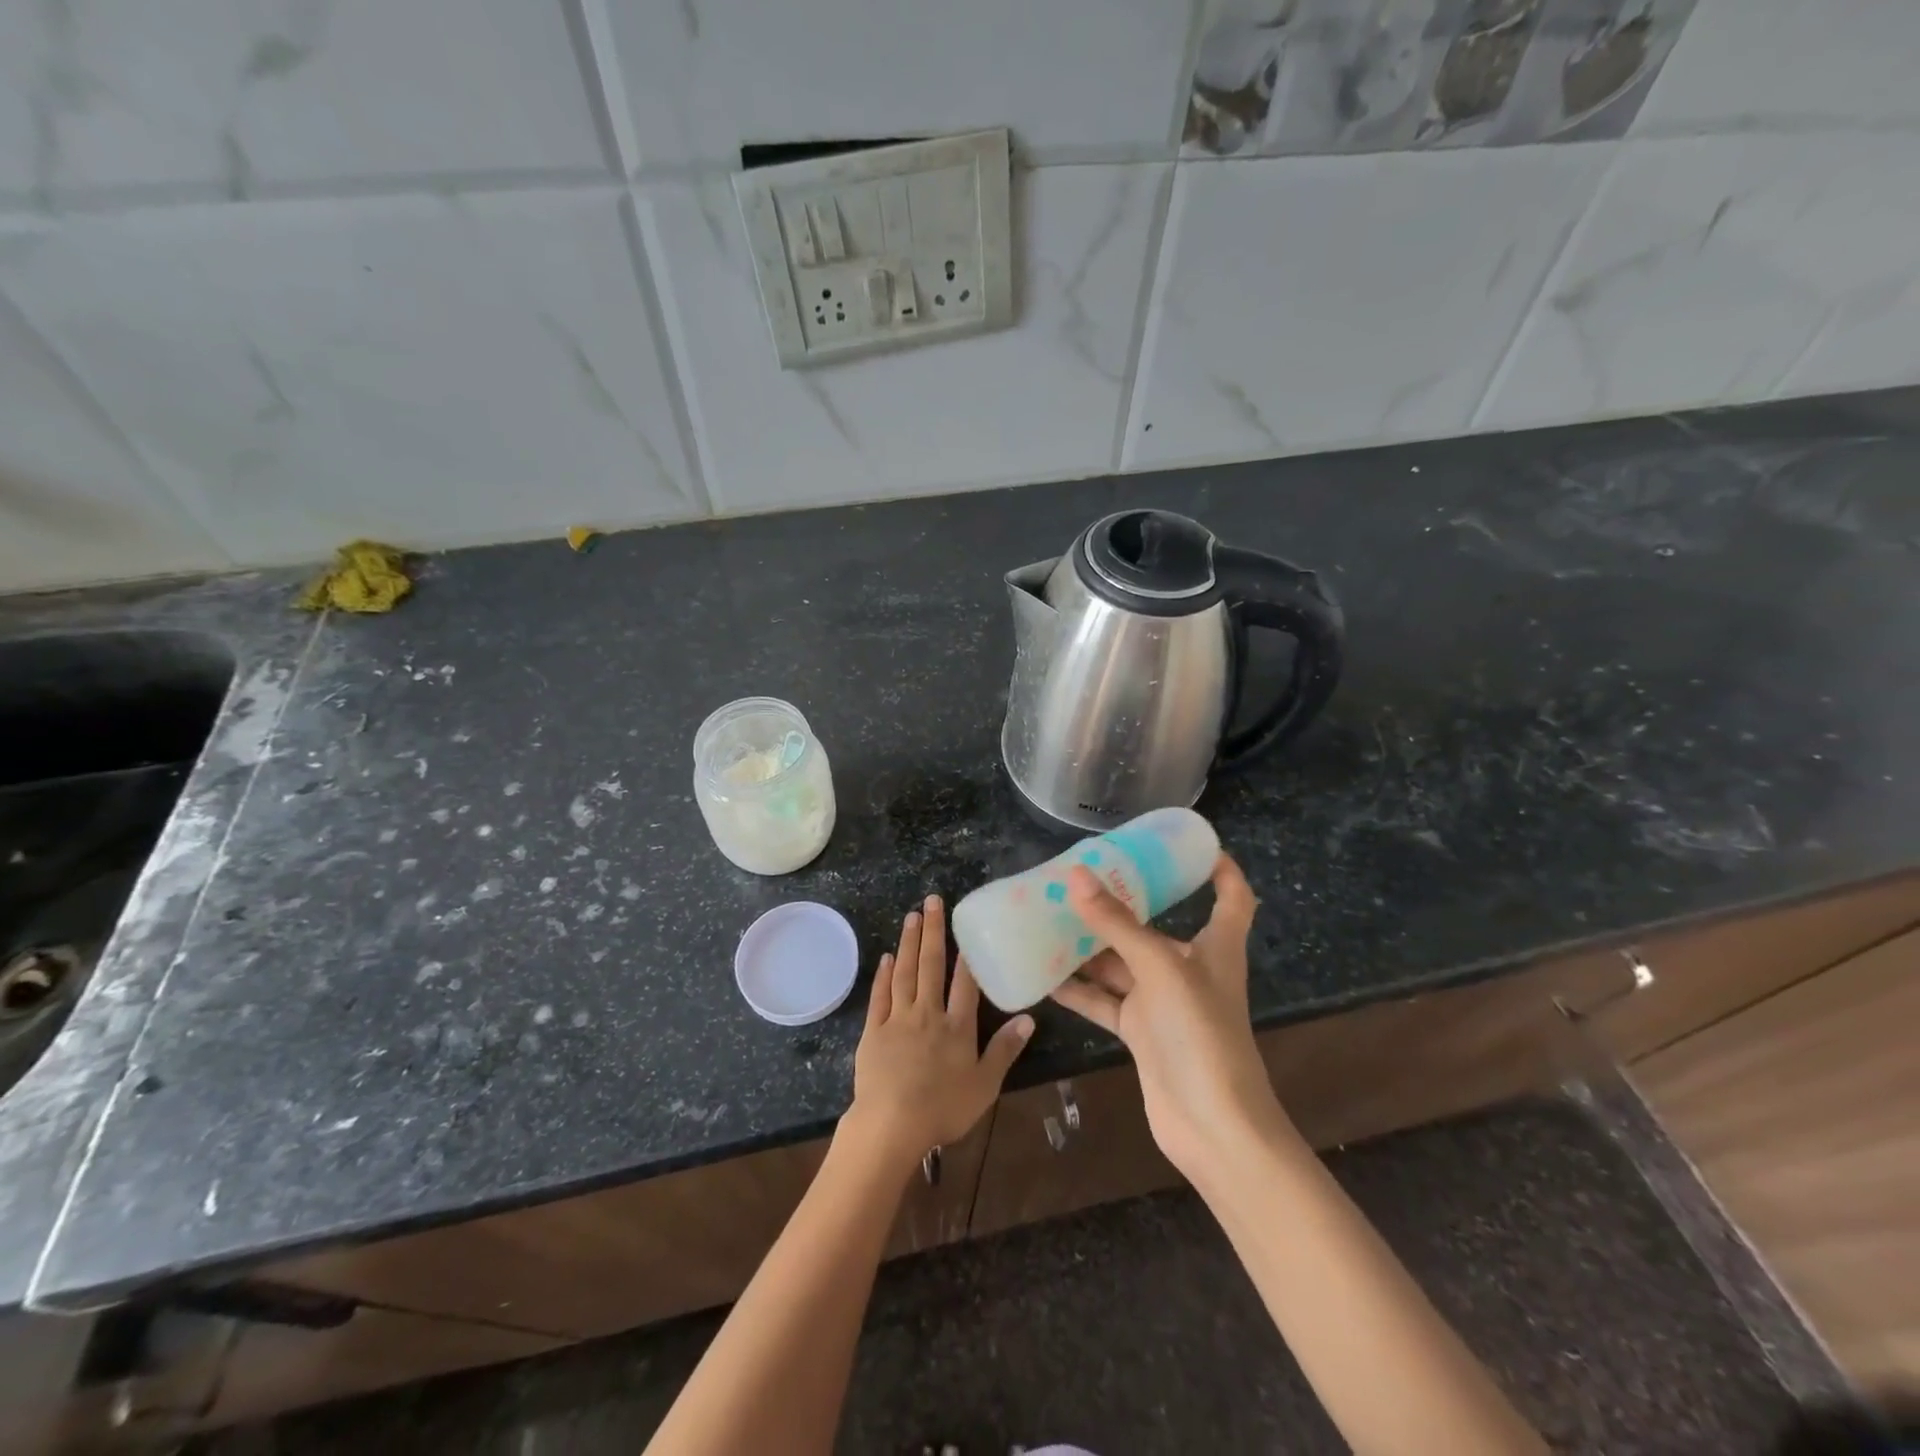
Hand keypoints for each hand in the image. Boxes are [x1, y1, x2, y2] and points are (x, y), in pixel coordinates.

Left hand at [845, 894, 1032, 1169]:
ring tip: (911, 916)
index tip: (966, 924)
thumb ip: (1005, 1049)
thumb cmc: (943, 1109)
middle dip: (933, 931)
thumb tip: (1028, 1017)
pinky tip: (887, 956)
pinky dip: (884, 974)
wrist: (891, 1125)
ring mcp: (898, 1018)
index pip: (965, 983)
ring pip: (905, 972)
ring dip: (909, 942)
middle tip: (932, 900)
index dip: (967, 954)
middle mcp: (928, 1013)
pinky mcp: (873, 1030)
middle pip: (931, 966)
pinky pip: (880, 995)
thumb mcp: (985, 1085)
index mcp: (957, 1026)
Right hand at [1051, 854, 1292, 1181]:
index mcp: (1215, 947)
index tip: (1191, 844)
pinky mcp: (1142, 1034)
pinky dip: (1078, 989)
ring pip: (1121, 963)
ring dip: (1090, 946)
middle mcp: (1189, 969)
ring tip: (1048, 918)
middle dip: (1122, 904)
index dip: (1219, 867)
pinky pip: (1105, 1001)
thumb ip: (1117, 922)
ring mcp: (1163, 1004)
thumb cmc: (1201, 1033)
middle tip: (1080, 878)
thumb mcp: (1159, 968)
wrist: (1214, 1127)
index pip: (1230, 896)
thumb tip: (1077, 875)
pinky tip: (1044, 975)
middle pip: (1156, 927)